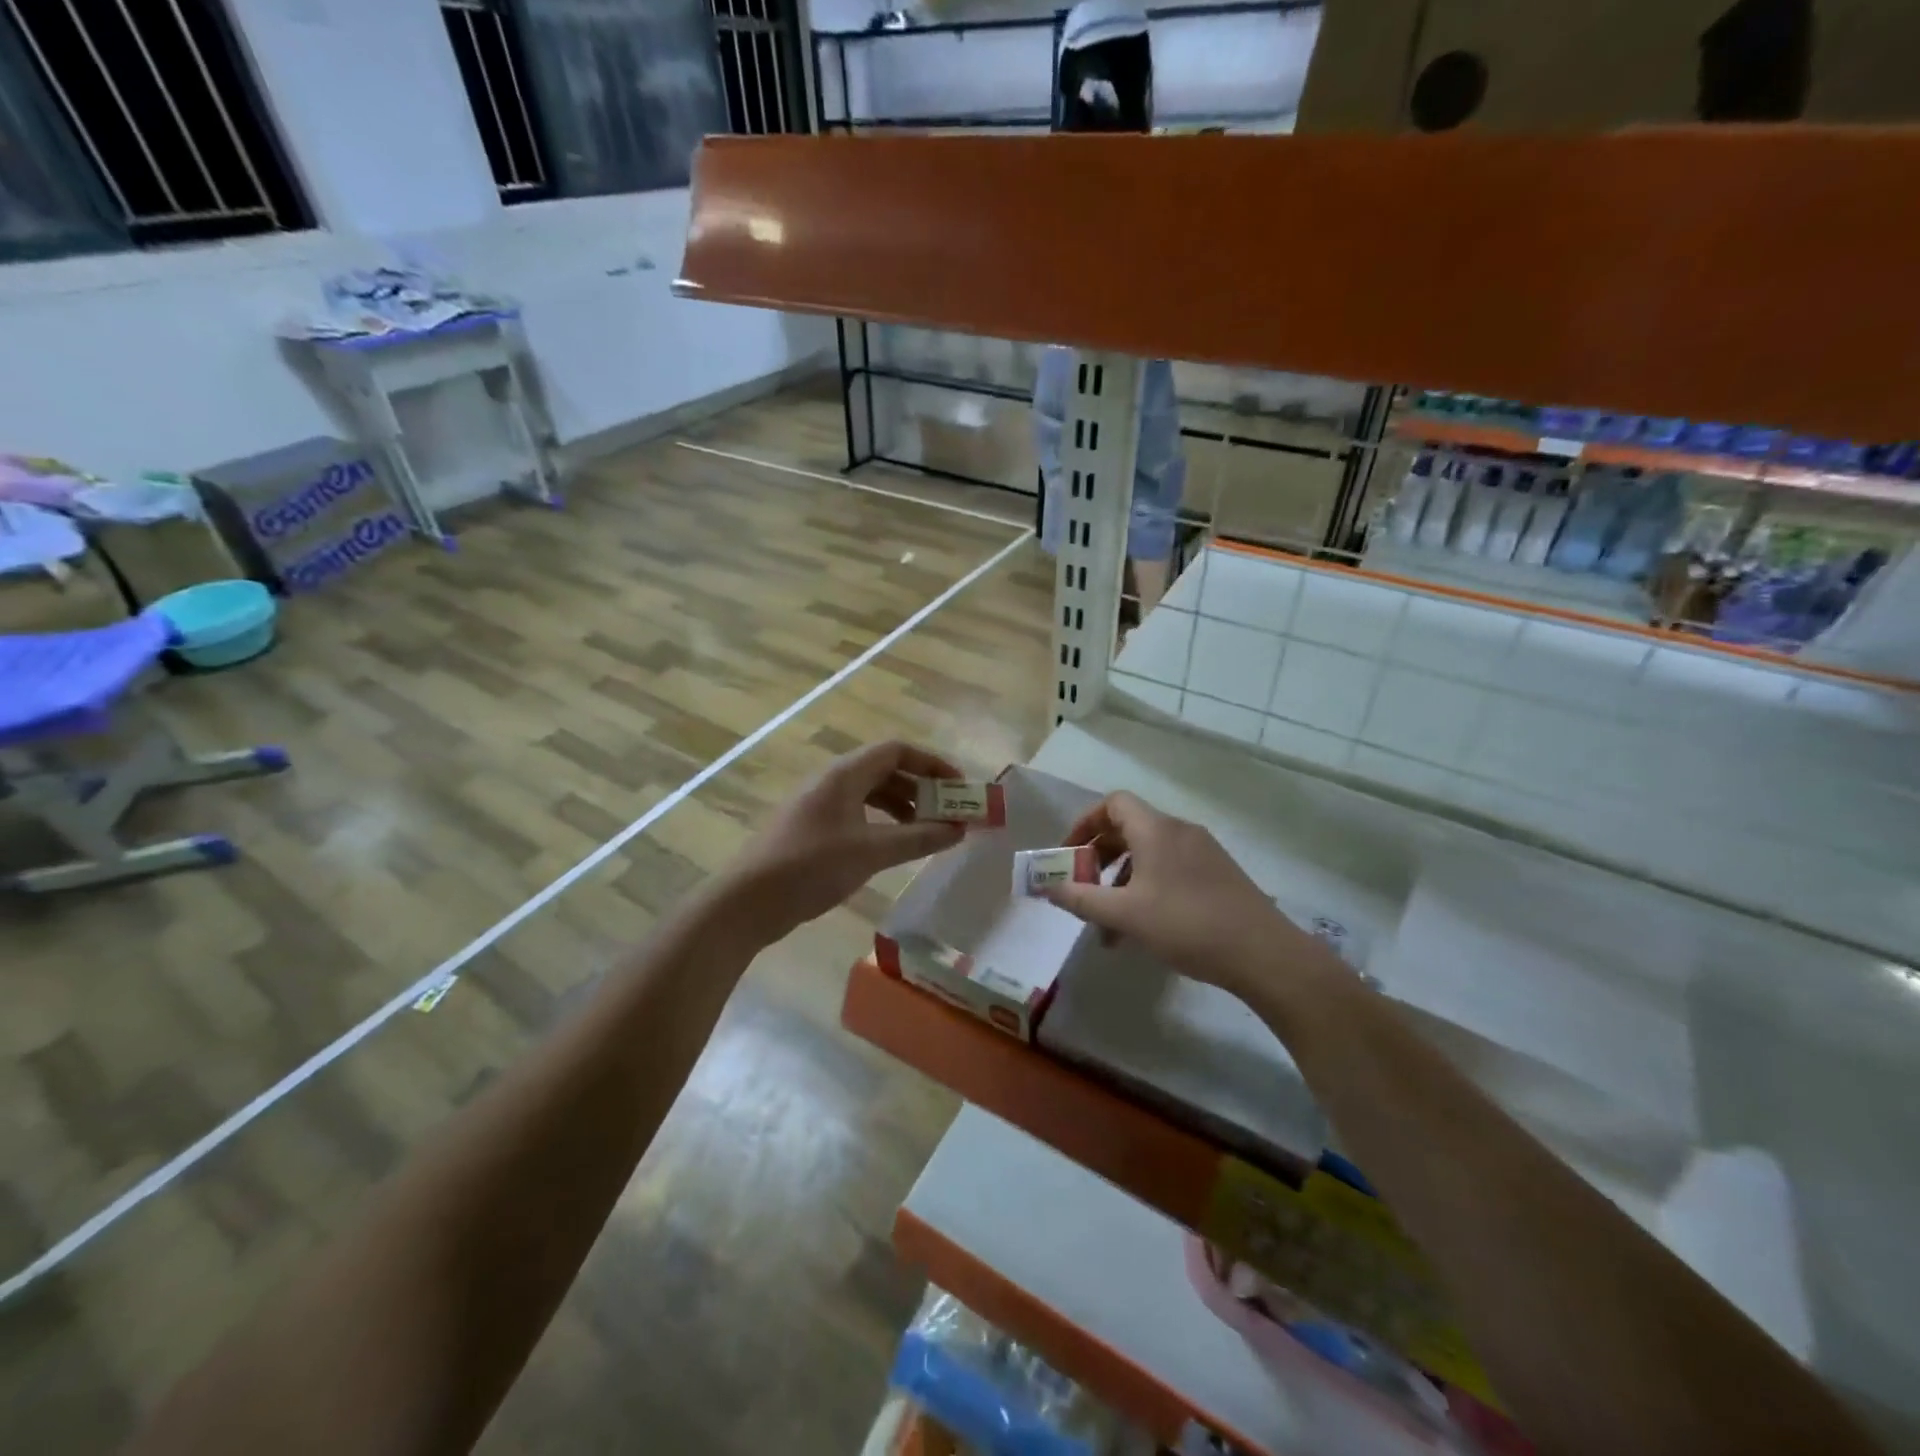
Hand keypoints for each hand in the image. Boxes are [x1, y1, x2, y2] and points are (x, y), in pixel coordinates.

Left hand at [724, 741, 968, 942]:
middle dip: (921, 788)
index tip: (959, 787)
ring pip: (871, 793)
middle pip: (886, 770)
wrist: (748, 901)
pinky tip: (894, 846)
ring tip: (928, 831)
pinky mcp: (813, 828)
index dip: (932, 763)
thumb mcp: (872, 851)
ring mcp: (820, 804)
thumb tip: (959, 829)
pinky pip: (857, 813)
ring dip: (903, 807)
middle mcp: (832, 780)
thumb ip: (918, 837)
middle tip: (949, 812)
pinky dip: (882, 823)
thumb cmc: (811, 866)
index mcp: (845, 773)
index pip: (897, 750)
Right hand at [1043, 791, 1339, 1001]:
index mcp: (1156, 829)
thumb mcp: (1125, 915)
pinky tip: (1142, 930)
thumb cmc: (1187, 925)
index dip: (1085, 823)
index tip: (1069, 855)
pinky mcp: (1218, 875)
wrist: (1263, 954)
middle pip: (1128, 829)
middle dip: (1099, 858)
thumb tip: (1045, 887)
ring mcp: (1203, 852)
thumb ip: (1081, 899)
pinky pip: (1170, 870)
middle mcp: (1179, 831)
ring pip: (1148, 855)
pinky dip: (1146, 889)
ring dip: (1121, 882)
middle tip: (1084, 889)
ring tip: (1108, 925)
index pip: (1113, 803)